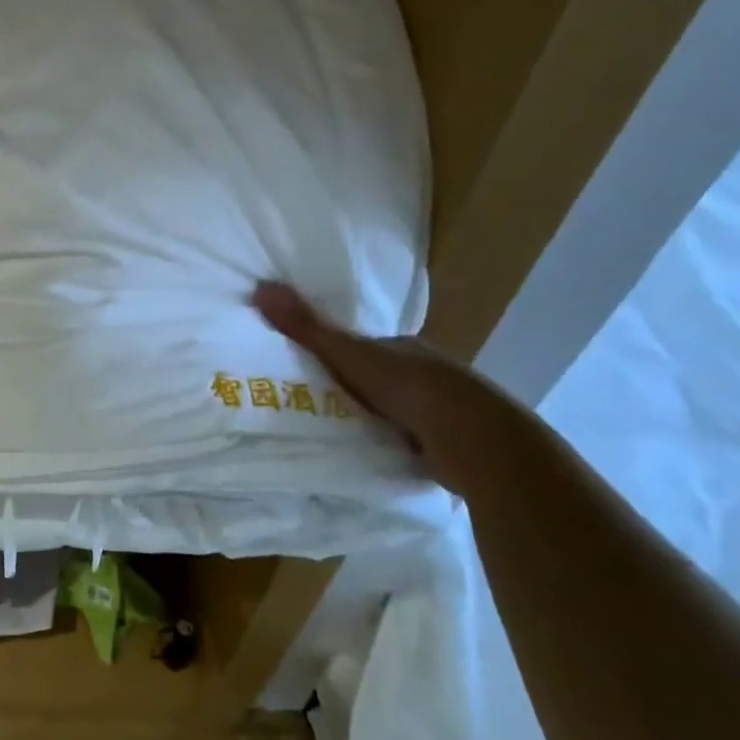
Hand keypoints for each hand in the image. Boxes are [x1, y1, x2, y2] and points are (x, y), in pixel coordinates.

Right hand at [252, 282, 528, 497]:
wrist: (478, 443)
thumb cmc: (412, 388)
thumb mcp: (350, 355)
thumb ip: (308, 327)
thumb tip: (261, 286)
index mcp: (406, 348)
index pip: (364, 347)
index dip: (337, 354)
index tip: (307, 368)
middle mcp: (427, 374)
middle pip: (378, 378)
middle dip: (353, 388)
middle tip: (312, 402)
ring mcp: (442, 411)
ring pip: (396, 410)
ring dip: (373, 418)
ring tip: (335, 431)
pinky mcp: (450, 447)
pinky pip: (409, 440)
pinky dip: (392, 444)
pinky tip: (372, 453)